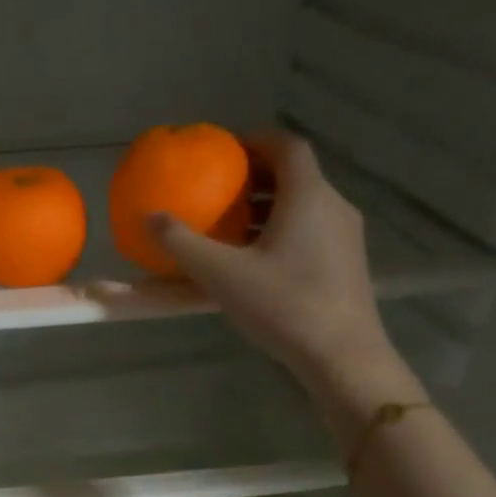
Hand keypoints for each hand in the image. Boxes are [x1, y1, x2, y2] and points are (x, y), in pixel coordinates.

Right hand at [151, 132, 393, 393]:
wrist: (341, 355)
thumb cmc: (283, 306)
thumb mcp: (222, 275)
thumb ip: (183, 244)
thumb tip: (150, 216)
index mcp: (307, 196)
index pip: (286, 146)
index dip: (254, 140)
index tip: (224, 150)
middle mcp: (332, 206)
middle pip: (295, 174)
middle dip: (256, 176)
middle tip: (219, 189)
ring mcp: (344, 235)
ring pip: (303, 204)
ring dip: (267, 207)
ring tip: (230, 226)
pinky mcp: (345, 263)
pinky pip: (310, 229)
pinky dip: (281, 229)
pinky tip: (256, 261)